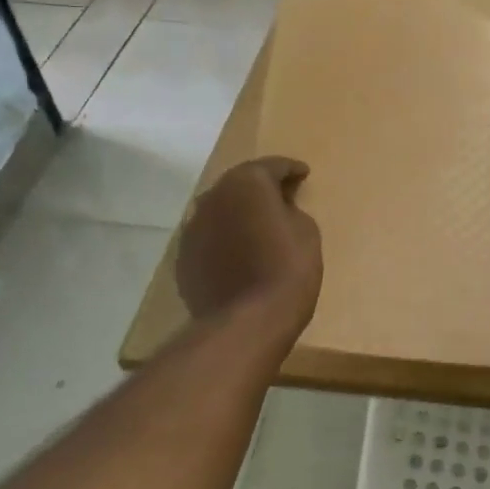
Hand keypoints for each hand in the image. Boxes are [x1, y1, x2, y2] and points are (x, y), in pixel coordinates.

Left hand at [176, 157, 322, 323]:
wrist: (246, 322)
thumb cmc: (287, 269)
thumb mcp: (306, 230)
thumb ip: (289, 210)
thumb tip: (278, 209)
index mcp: (246, 183)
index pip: (273, 166)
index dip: (291, 170)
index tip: (303, 174)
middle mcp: (213, 197)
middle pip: (240, 184)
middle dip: (261, 189)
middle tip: (282, 196)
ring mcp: (193, 228)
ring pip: (220, 210)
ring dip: (239, 213)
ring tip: (258, 225)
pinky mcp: (183, 258)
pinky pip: (210, 237)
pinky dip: (225, 238)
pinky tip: (239, 252)